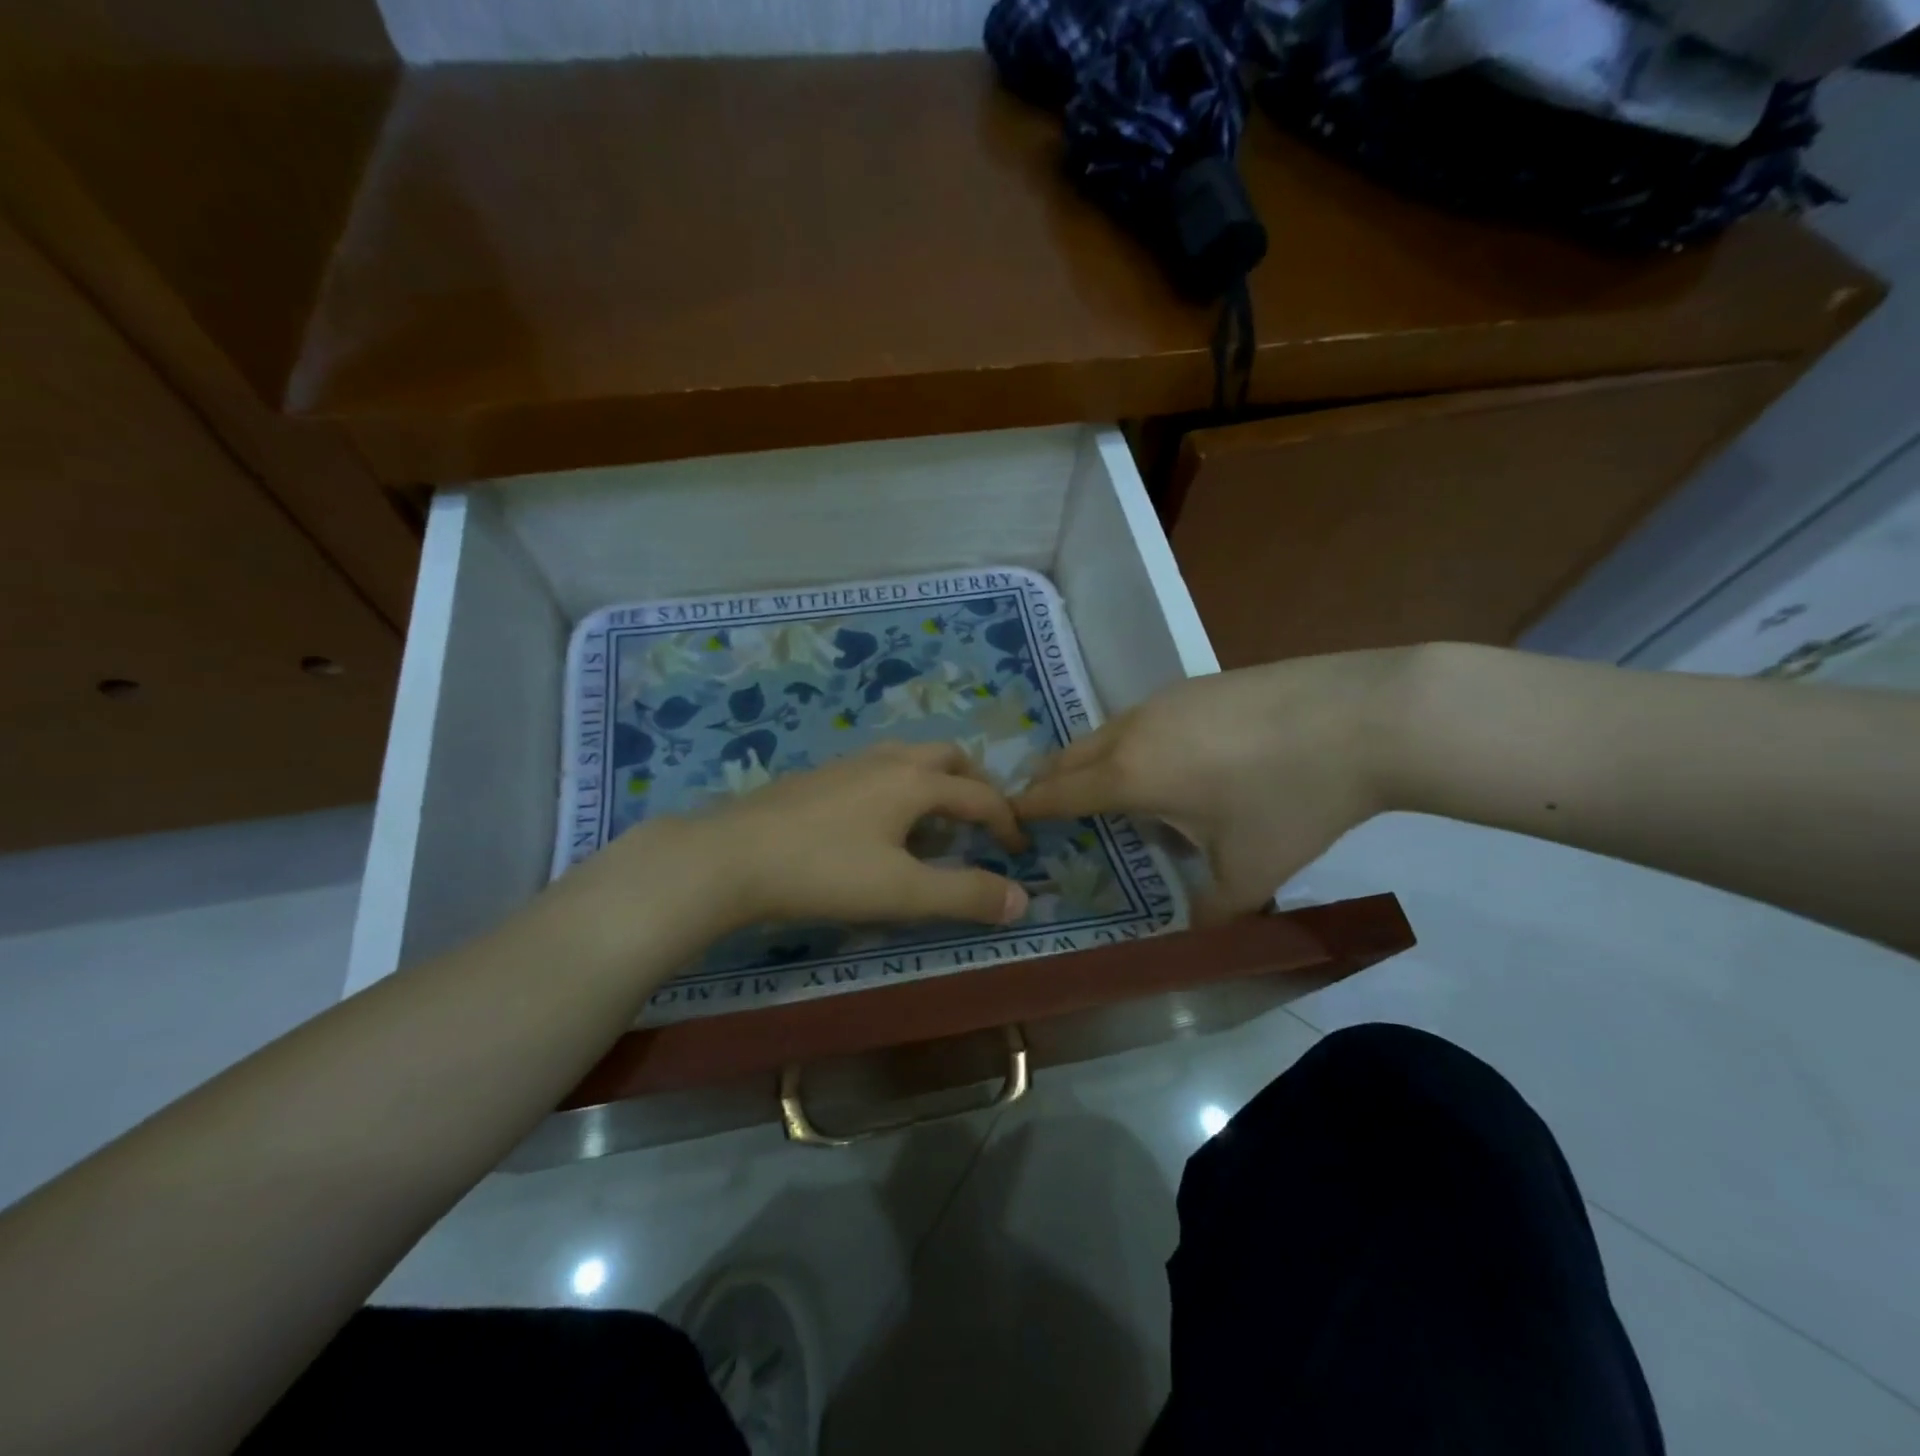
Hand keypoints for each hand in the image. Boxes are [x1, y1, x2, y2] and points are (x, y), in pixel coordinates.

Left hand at [598, 742, 1030, 934]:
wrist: (730, 856)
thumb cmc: (825, 872)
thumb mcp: (903, 892)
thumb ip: (966, 894)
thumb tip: (1023, 898)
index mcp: (916, 781)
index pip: (980, 795)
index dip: (1007, 822)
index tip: (1020, 851)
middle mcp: (887, 761)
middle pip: (947, 756)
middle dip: (975, 784)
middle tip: (983, 820)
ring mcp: (848, 764)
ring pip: (909, 758)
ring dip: (936, 782)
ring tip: (935, 823)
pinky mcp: (818, 777)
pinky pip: (878, 770)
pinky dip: (901, 788)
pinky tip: (880, 825)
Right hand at [1014, 651, 1412, 921]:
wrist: (1365, 716)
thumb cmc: (1294, 799)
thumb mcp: (1252, 871)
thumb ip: (1214, 912)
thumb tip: (1197, 938)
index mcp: (1130, 775)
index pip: (1056, 793)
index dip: (1027, 809)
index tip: (1008, 822)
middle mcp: (1133, 730)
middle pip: (1069, 755)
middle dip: (1050, 783)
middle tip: (1047, 811)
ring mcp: (1165, 699)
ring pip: (1105, 732)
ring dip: (1091, 761)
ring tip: (1108, 790)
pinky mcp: (1197, 683)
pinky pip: (1142, 718)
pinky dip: (1130, 743)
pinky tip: (1172, 761)